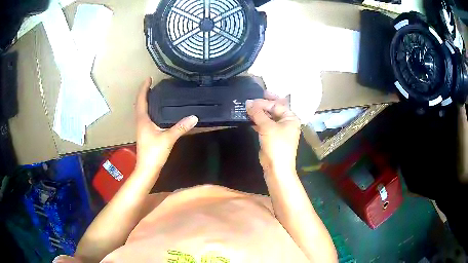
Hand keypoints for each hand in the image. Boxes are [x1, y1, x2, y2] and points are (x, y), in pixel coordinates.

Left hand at [135, 77, 197, 174]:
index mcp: (142, 119)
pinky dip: (150, 110)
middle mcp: (140, 122)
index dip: (144, 88)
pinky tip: (158, 112)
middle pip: (140, 103)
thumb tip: (194, 117)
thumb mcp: (168, 138)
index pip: (141, 99)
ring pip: (143, 111)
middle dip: (145, 93)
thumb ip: (180, 127)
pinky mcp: (145, 134)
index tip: (149, 78)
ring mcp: (142, 128)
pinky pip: (146, 117)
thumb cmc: (153, 152)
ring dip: (147, 101)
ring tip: (156, 94)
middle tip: (154, 85)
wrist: (147, 169)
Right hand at [246, 92, 300, 173]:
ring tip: (248, 108)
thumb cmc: (276, 145)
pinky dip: (258, 122)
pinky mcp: (272, 137)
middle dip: (264, 104)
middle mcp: (286, 122)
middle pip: (274, 109)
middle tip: (253, 97)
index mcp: (290, 118)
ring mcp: (279, 130)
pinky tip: (250, 119)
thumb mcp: (267, 127)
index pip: (277, 105)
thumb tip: (248, 102)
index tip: (251, 100)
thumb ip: (258, 113)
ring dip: (259, 113)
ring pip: (268, 117)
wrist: (277, 167)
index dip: (264, 102)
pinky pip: (265, 125)